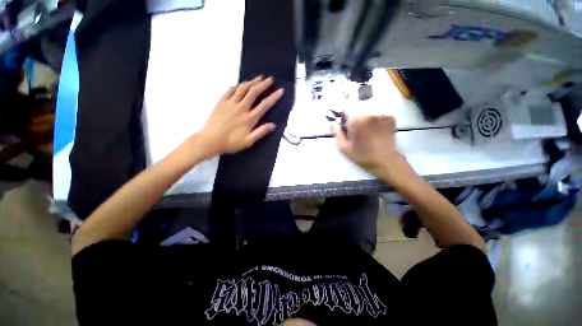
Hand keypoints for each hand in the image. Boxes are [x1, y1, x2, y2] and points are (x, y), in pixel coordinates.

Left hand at [195, 76, 283, 157]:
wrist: (210, 140)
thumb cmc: (230, 143)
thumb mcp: (248, 141)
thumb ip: (260, 132)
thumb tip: (273, 125)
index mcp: (249, 118)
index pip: (264, 105)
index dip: (274, 97)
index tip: (280, 90)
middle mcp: (241, 107)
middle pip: (254, 92)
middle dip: (264, 84)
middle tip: (271, 79)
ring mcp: (230, 103)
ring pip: (243, 88)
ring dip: (252, 81)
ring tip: (259, 77)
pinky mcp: (221, 102)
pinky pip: (230, 90)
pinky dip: (238, 85)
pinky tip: (242, 84)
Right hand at [331, 115, 411, 185]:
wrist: (385, 162)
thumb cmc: (362, 156)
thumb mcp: (344, 148)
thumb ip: (337, 134)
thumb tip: (332, 123)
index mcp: (356, 121)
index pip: (346, 117)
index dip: (347, 126)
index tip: (350, 135)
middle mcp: (369, 115)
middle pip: (358, 115)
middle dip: (357, 124)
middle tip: (360, 137)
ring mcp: (381, 116)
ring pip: (368, 116)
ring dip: (367, 123)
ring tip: (369, 136)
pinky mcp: (390, 119)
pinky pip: (379, 118)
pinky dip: (377, 123)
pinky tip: (378, 133)